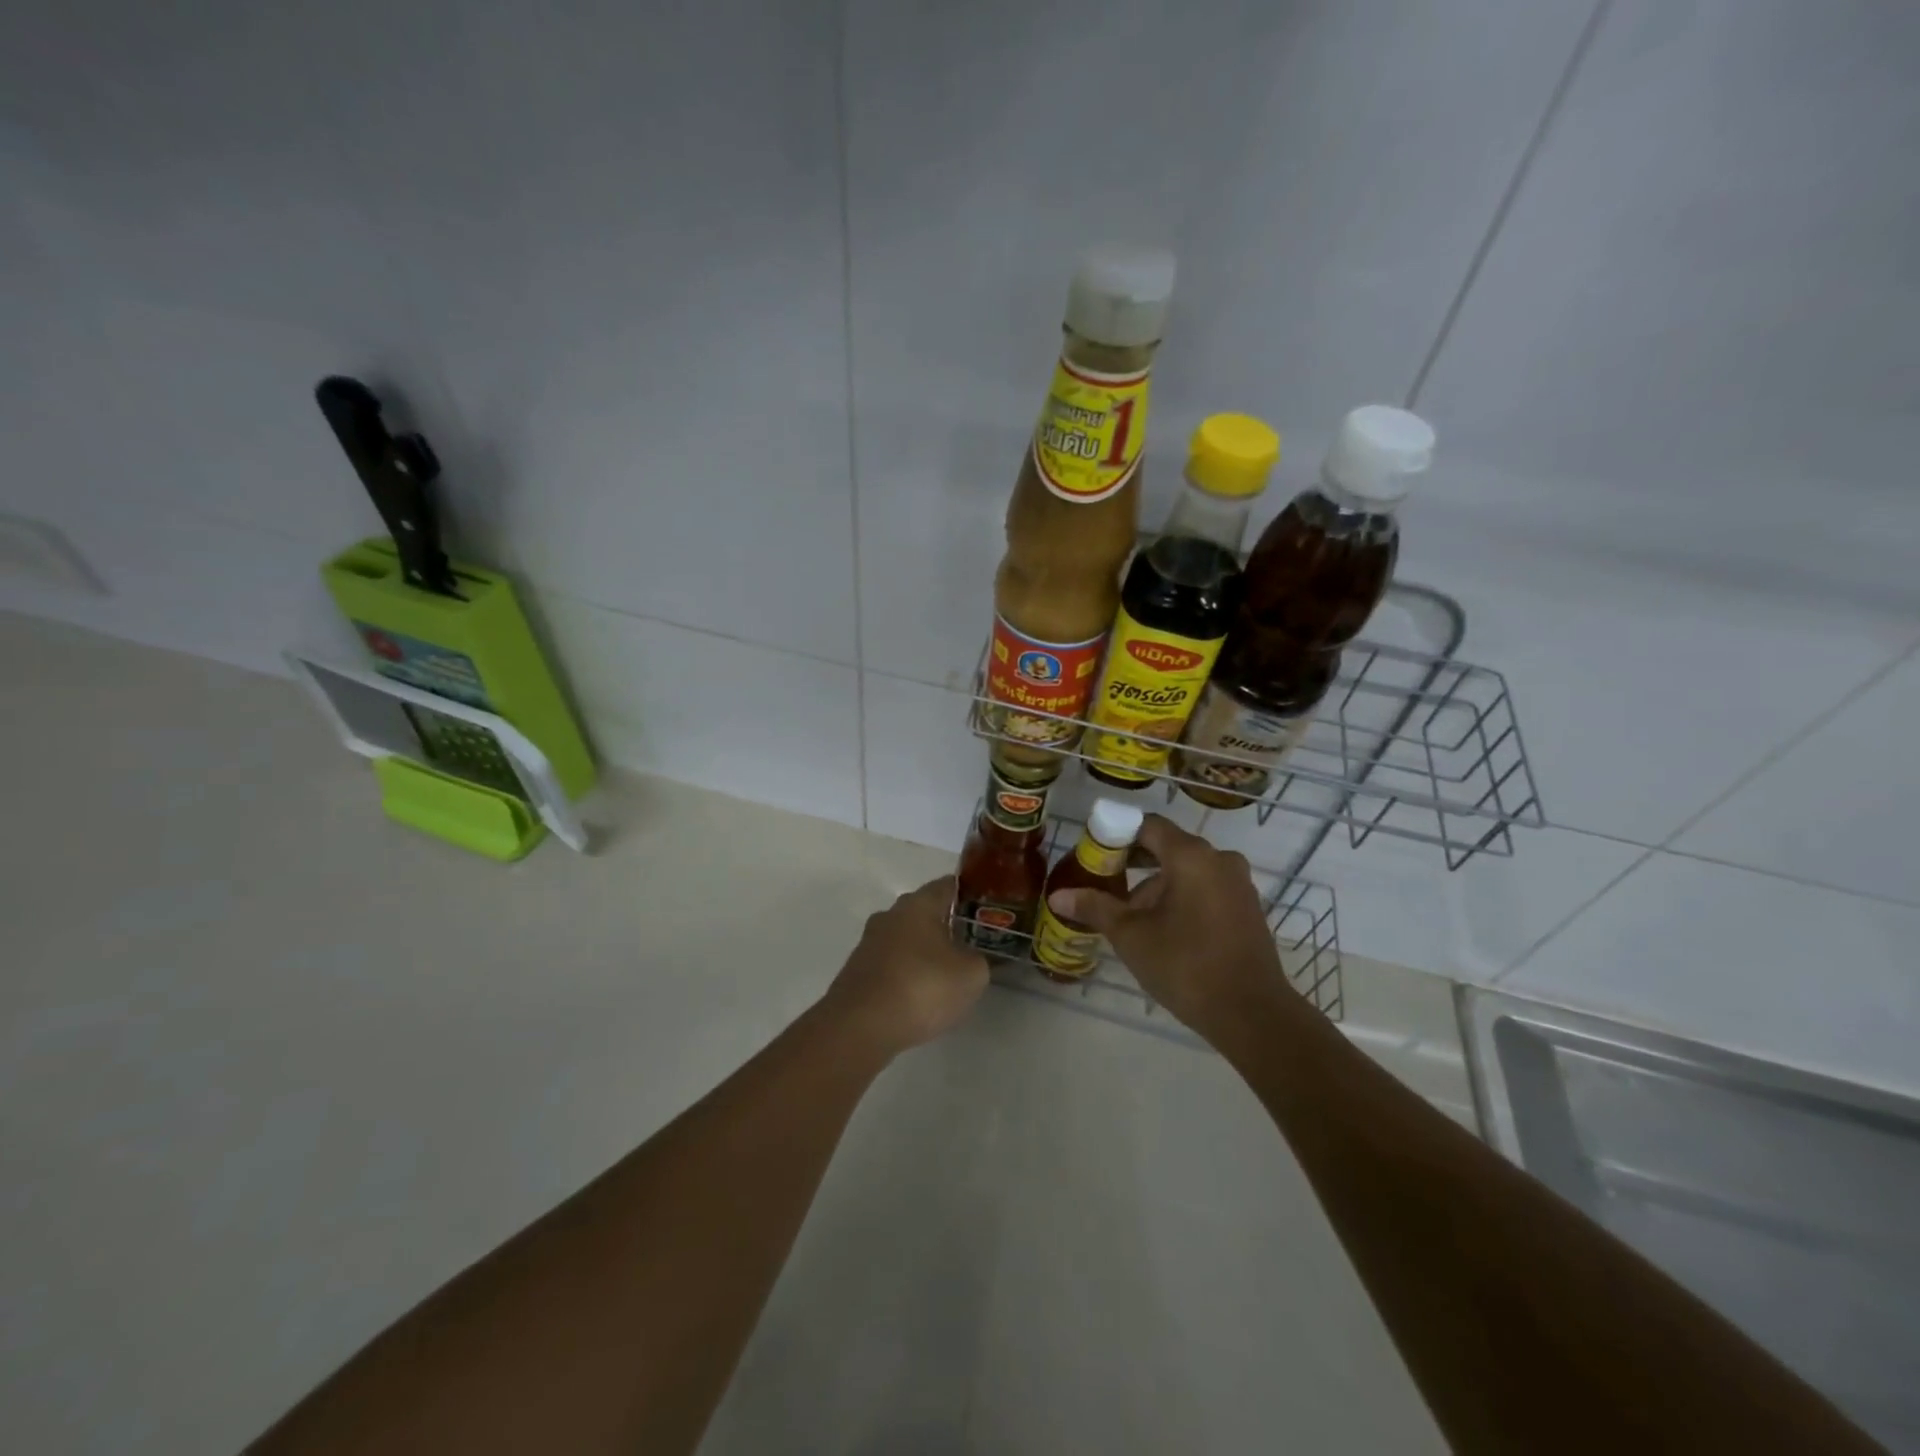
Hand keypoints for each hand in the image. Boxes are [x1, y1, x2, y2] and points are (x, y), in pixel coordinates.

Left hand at [822, 877, 988, 1056]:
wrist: (859, 1027)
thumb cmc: (922, 988)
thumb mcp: (971, 975)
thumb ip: (979, 959)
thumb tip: (973, 957)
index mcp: (918, 904)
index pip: (948, 885)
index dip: (970, 893)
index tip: (986, 907)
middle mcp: (890, 915)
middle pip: (924, 911)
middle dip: (946, 924)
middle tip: (972, 942)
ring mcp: (869, 943)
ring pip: (905, 938)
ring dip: (924, 951)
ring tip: (947, 973)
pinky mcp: (857, 972)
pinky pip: (891, 964)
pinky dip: (906, 973)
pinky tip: (919, 995)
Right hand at [1048, 815, 1290, 1036]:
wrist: (1252, 1014)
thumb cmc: (1186, 965)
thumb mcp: (1131, 935)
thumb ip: (1095, 908)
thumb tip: (1057, 896)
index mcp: (1191, 856)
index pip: (1147, 825)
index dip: (1117, 834)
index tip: (1094, 855)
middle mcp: (1219, 859)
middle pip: (1168, 846)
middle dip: (1133, 862)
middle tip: (1104, 884)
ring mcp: (1238, 884)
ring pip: (1187, 870)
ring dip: (1156, 885)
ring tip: (1130, 917)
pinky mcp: (1247, 908)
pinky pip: (1206, 888)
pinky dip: (1181, 897)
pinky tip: (1163, 929)